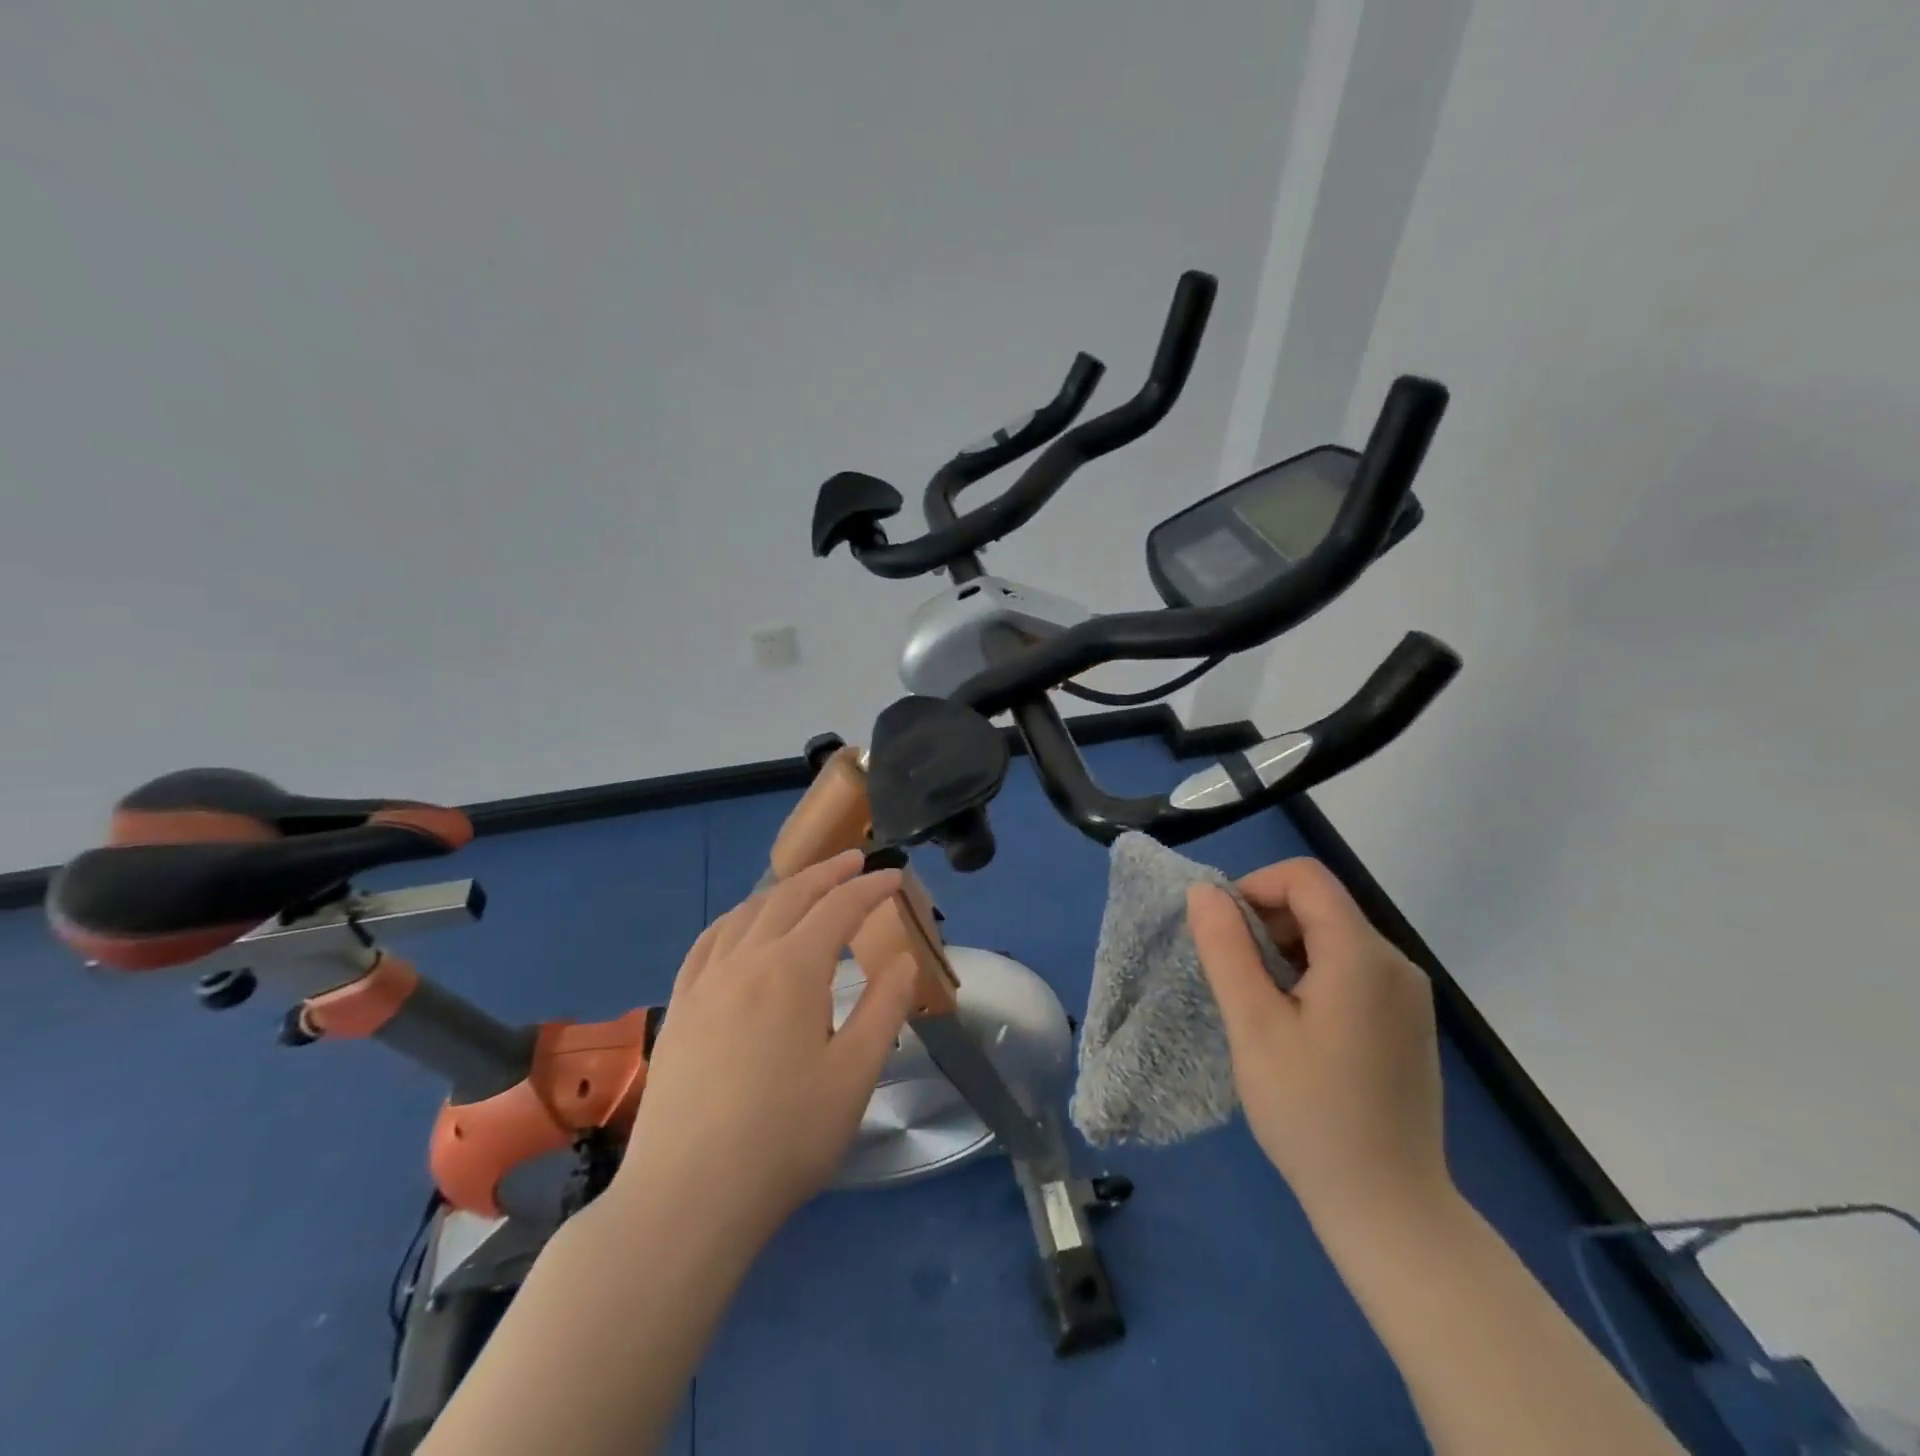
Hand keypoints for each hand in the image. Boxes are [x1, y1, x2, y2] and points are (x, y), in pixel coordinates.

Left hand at [616, 850, 916, 1237]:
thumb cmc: (785, 1137)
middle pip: (790, 897)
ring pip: (746, 913)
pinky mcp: (680, 1008)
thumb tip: (901, 960)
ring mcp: (705, 982)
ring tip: (804, 885)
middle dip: (827, 874)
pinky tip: (739, 925)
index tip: (895, 877)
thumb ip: (883, 1009)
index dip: (870, 888)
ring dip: (782, 890)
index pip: (839, 908)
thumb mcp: (854, 1075)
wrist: (688, 1196)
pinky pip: (708, 941)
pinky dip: (734, 918)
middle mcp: (746, 960)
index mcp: (793, 970)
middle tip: (855, 861)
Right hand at [1186, 858, 1450, 1227]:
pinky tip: (1295, 1026)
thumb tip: (1204, 892)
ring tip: (1260, 1007)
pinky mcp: (1407, 1020)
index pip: (1304, 877)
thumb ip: (1225, 948)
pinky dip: (1311, 974)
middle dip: (1266, 922)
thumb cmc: (1310, 1113)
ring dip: (1285, 950)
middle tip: (1234, 978)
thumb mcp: (1252, 1025)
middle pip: (1320, 904)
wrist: (1389, 1208)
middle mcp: (1395, 962)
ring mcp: (1408, 993)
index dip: (1254, 887)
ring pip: (1333, 936)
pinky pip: (1352, 968)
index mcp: (1362, 955)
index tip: (1222, 933)